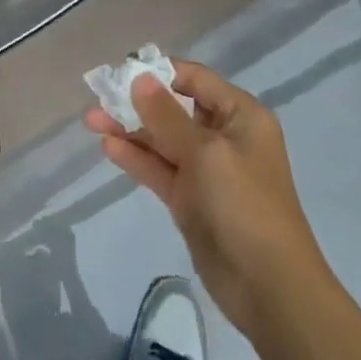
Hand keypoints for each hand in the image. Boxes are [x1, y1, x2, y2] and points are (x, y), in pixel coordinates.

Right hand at [86, 61, 334, 341]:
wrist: (270, 289)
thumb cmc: (244, 206)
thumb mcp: (206, 153)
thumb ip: (167, 115)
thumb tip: (139, 78)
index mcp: (241, 115)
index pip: (194, 79)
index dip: (158, 71)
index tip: (121, 70)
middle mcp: (224, 136)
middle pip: (174, 107)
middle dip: (136, 101)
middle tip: (98, 96)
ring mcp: (206, 169)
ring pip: (162, 139)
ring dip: (129, 128)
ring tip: (90, 120)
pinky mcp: (190, 199)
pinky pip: (159, 168)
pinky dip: (135, 157)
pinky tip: (108, 146)